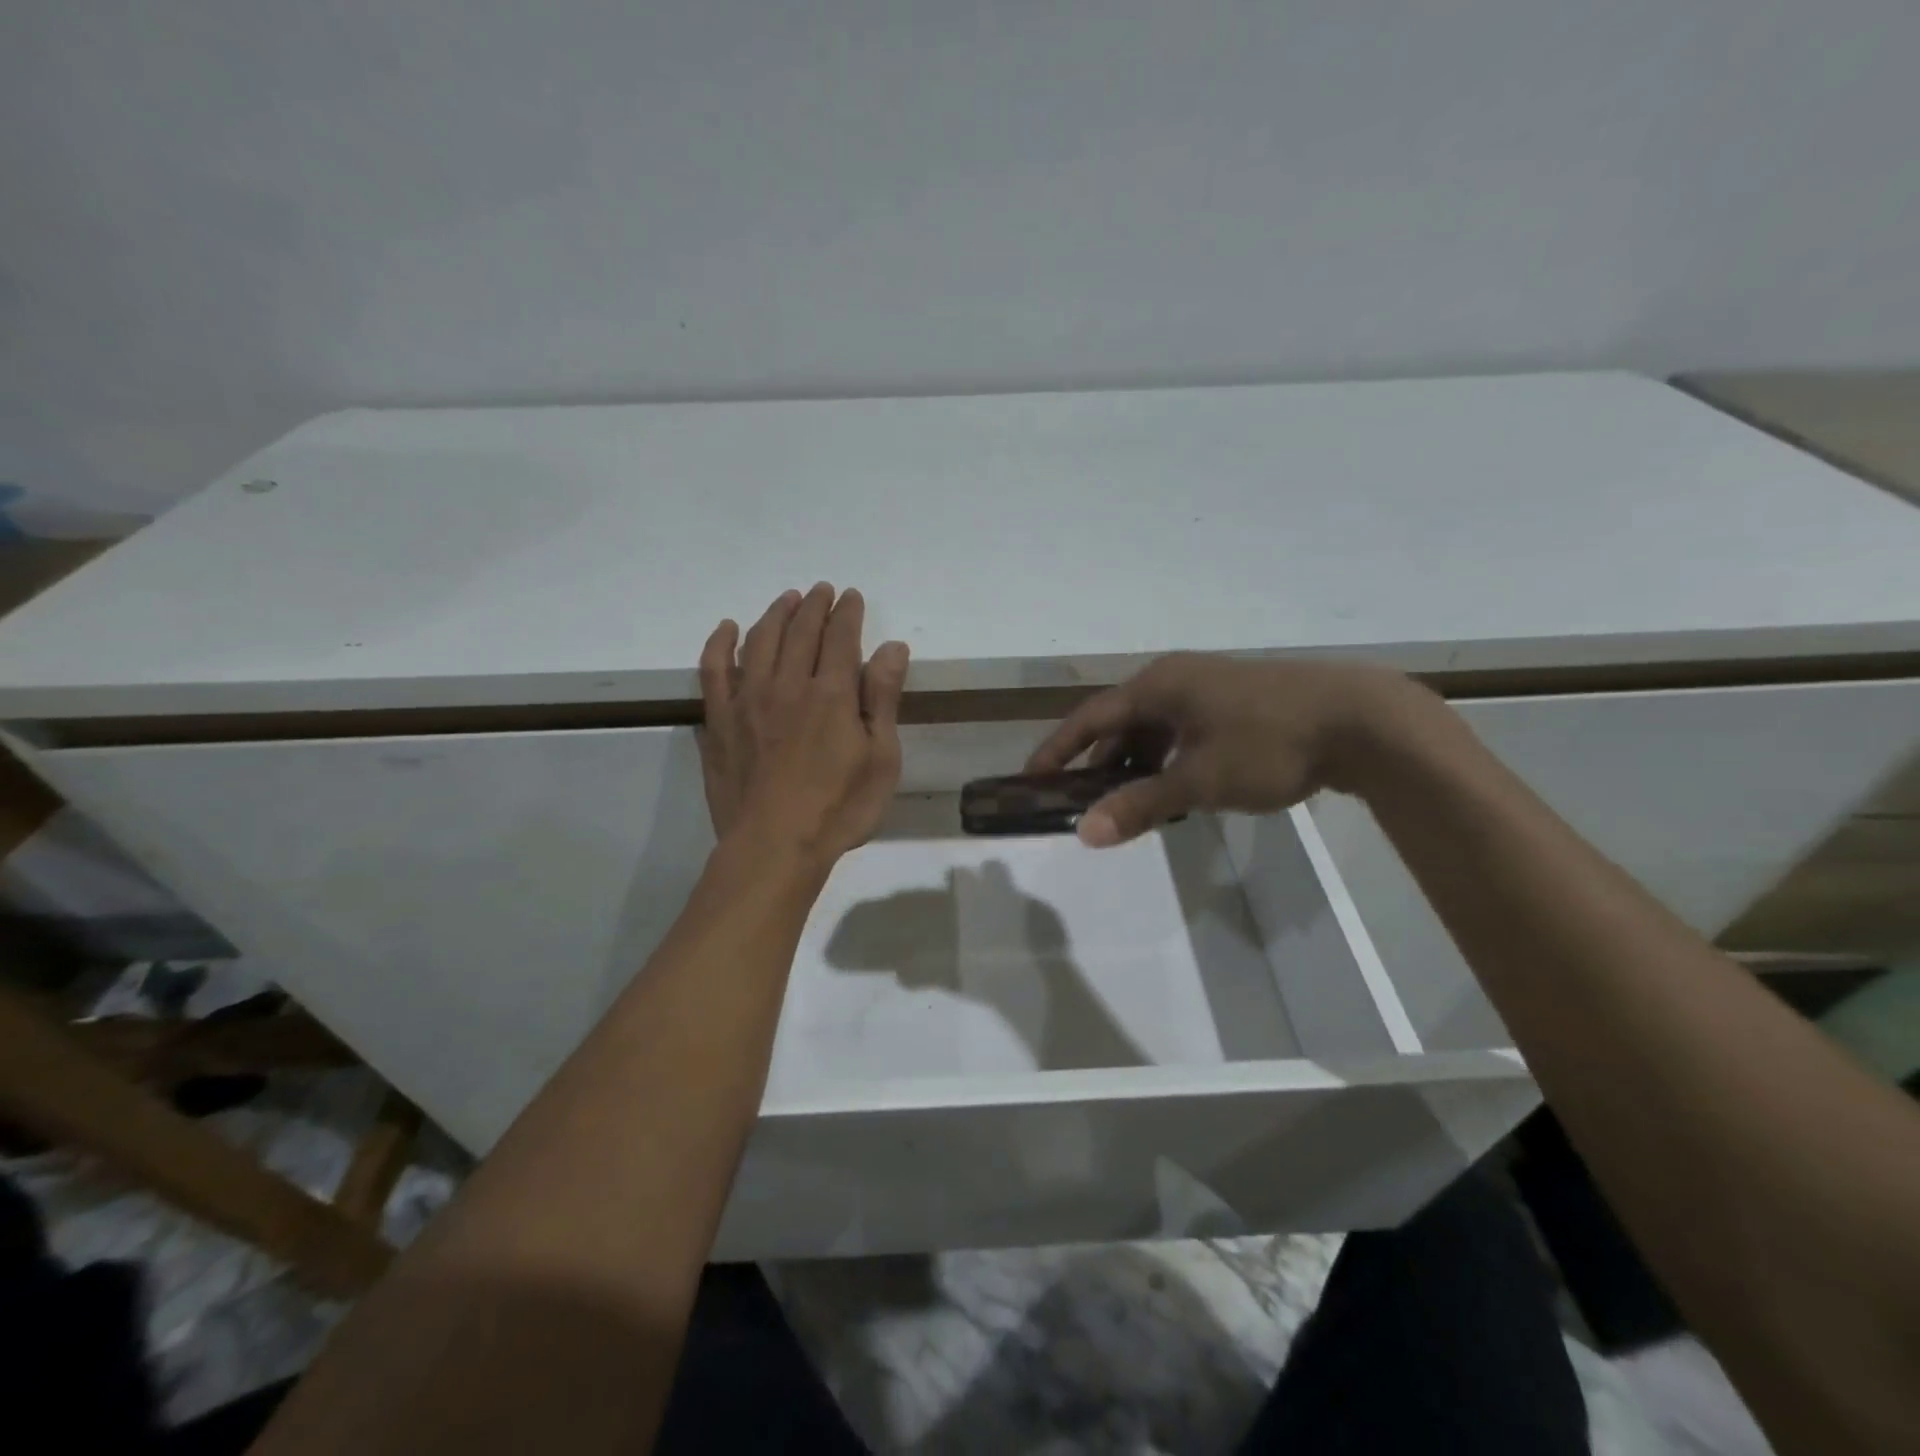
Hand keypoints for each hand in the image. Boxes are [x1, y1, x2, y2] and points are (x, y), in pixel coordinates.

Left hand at [698, 583, 909, 867]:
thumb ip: (883, 699)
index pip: (841, 637)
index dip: (847, 613)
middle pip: (800, 632)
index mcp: (832, 693)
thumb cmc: (839, 808)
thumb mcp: (881, 758)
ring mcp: (747, 701)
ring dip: (775, 614)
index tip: (851, 596)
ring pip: (759, 641)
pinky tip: (727, 629)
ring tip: (786, 599)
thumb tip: (892, 647)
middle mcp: (788, 685)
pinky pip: (713, 670)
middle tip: (821, 590)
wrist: (774, 846)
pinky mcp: (719, 721)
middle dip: (814, 606)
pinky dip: (720, 644)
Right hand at [1026, 653, 1426, 846]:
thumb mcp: (1199, 780)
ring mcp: (1210, 688)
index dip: (1059, 749)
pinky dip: (1169, 759)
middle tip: (1080, 799)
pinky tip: (1176, 788)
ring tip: (1126, 802)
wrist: (1363, 721)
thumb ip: (1140, 805)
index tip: (1033, 778)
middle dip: (1099, 761)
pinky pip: (1184, 731)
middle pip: (1121, 722)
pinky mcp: (1238, 704)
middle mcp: (1178, 679)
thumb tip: (1085, 833)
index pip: (1091, 717)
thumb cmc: (1268, 744)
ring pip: (1155, 728)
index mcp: (1158, 685)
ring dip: (1136, 764)